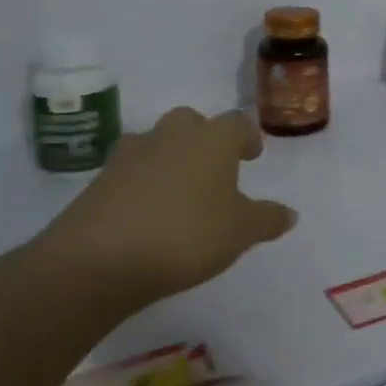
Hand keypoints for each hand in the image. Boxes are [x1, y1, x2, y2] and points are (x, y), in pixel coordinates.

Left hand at [30, 106, 295, 312]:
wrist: (96, 262)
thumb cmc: (185, 235)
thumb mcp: (240, 232)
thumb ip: (267, 219)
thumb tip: (290, 214)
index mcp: (212, 139)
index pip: (237, 123)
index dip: (247, 138)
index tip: (251, 156)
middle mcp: (171, 136)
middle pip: (191, 122)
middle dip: (204, 139)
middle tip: (215, 168)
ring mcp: (129, 156)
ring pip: (157, 143)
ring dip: (170, 158)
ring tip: (180, 191)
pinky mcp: (97, 182)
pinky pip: (129, 172)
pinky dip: (142, 184)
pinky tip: (148, 213)